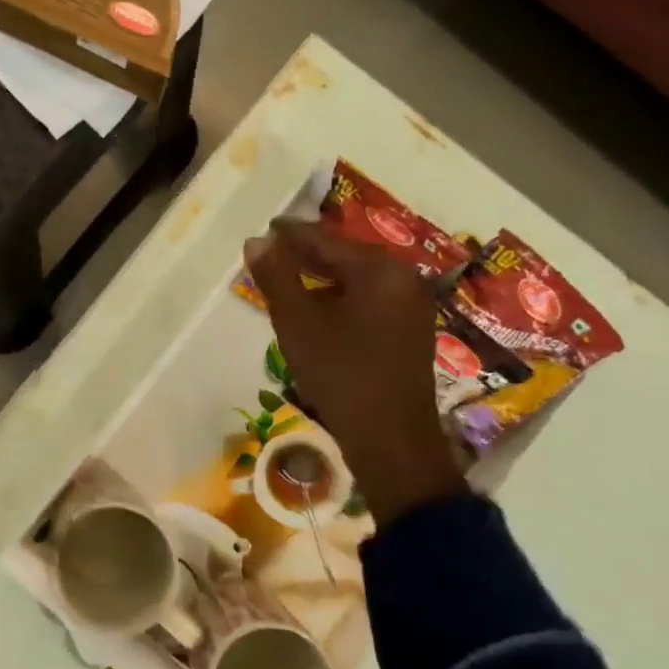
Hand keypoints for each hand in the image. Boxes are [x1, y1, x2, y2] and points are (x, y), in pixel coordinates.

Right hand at [246, 219, 465, 526]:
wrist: (392, 440)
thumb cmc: (341, 375)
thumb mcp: (298, 324)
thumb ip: (276, 278)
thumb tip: (257, 241)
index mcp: (379, 270)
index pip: (325, 240)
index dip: (291, 234)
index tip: (265, 229)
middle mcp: (403, 279)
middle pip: (346, 255)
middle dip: (307, 254)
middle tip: (272, 253)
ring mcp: (412, 306)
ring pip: (358, 279)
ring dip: (323, 277)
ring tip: (288, 279)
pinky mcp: (410, 331)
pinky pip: (369, 299)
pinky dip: (340, 297)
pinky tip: (318, 309)